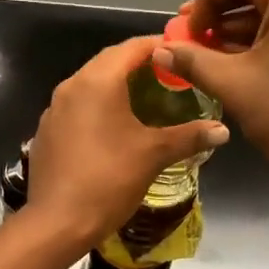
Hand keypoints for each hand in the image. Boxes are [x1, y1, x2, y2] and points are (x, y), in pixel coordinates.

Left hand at [23, 37, 229, 251]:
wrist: (57, 222)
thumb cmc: (109, 180)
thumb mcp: (154, 155)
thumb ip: (189, 136)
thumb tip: (222, 130)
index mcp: (97, 81)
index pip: (132, 47)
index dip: (160, 46)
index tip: (183, 54)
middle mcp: (71, 86)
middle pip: (109, 62)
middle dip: (139, 64)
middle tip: (169, 76)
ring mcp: (53, 109)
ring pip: (90, 84)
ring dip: (117, 85)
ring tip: (146, 99)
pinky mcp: (46, 132)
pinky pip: (76, 107)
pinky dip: (98, 107)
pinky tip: (114, 128)